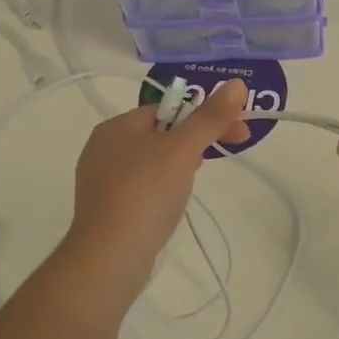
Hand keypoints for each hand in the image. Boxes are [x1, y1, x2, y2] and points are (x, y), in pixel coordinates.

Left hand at [65, 79, 249, 282]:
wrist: (111, 254)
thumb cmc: (146, 192)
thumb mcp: (183, 149)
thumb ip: (210, 117)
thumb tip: (237, 84)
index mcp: (116, 126)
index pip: (168, 109)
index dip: (205, 117)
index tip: (236, 132)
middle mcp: (103, 148)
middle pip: (161, 134)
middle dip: (196, 141)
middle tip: (226, 152)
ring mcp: (102, 180)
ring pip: (153, 162)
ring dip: (180, 166)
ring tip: (194, 184)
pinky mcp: (107, 209)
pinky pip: (142, 188)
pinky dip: (162, 189)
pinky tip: (171, 205)